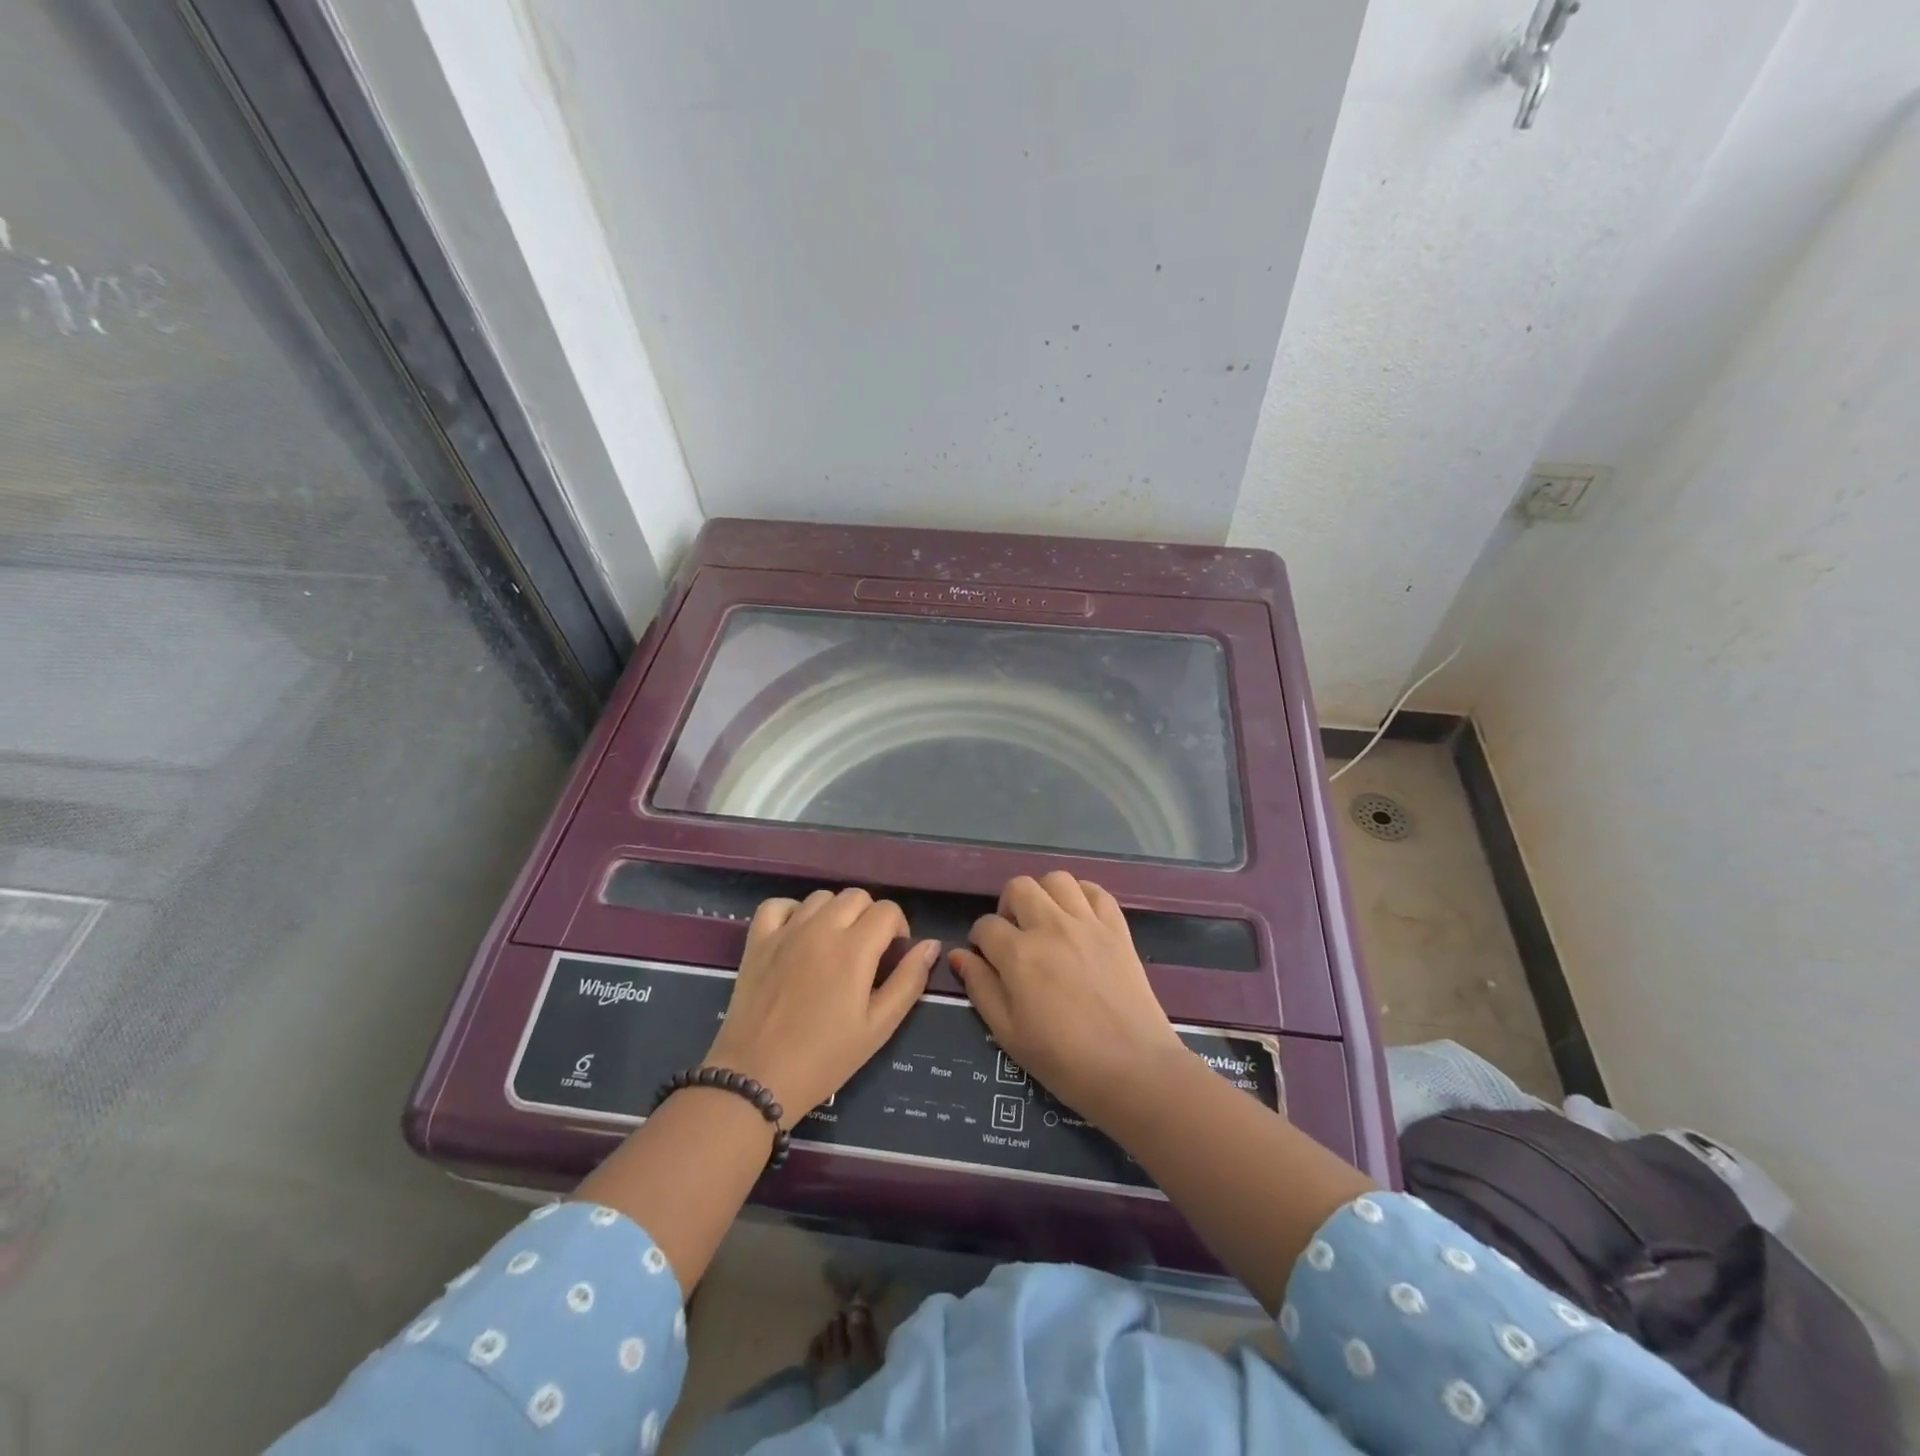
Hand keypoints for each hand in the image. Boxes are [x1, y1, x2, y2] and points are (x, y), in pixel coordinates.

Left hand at [705, 888, 939, 1125]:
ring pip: (821, 897)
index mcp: (854, 948)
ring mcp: (786, 931)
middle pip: (856, 896)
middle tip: (866, 953)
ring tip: (833, 946)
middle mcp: (821, 928)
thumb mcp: (878, 1027)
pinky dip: (792, 911)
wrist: (756, 1078)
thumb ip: (908, 981)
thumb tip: (930, 945)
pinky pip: (778, 905)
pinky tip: (797, 934)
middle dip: (870, 917)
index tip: (892, 957)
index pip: (887, 910)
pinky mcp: (757, 941)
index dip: (898, 929)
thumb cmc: (825, 1058)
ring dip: (835, 913)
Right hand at [950, 872, 1185, 1126]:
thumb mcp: (1008, 1033)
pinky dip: (1083, 896)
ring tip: (1047, 921)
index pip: (985, 925)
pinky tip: (1079, 918)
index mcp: (1018, 954)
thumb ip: (980, 988)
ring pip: (1057, 879)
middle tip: (1016, 936)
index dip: (980, 941)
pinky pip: (1096, 891)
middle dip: (1008, 907)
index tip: (988, 960)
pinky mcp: (1117, 928)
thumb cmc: (1064, 1061)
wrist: (1133, 1070)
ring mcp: (1087, 923)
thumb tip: (959, 955)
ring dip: (1045, 895)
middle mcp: (1050, 927)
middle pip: (1019, 887)